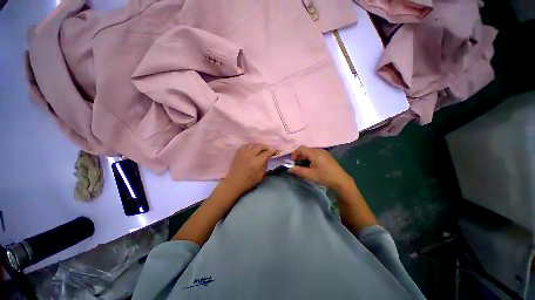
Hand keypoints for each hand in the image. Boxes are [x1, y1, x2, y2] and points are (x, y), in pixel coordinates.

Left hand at [221, 143, 276, 195]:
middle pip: (260, 146)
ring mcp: (243, 153)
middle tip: (268, 150)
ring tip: (260, 149)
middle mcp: (250, 155)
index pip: (266, 153)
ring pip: (253, 144)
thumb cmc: (249, 181)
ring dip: (258, 146)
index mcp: (257, 162)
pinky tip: (251, 149)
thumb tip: (267, 159)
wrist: (235, 182)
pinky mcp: (238, 153)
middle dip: (266, 147)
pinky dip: (250, 146)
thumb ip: (265, 165)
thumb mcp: (261, 176)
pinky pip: (245, 145)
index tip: (275, 151)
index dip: (272, 151)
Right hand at [288, 146, 353, 191]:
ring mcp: (324, 152)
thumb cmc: (325, 177)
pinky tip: (310, 165)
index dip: (294, 153)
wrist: (341, 181)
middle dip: (299, 156)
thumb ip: (298, 170)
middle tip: (296, 164)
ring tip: (302, 165)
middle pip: (306, 149)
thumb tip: (288, 169)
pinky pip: (315, 153)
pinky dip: (310, 157)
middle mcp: (319, 150)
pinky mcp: (327, 156)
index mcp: (315, 153)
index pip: (301, 148)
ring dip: (304, 157)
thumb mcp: (310, 175)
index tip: (292, 161)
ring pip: (310, 151)